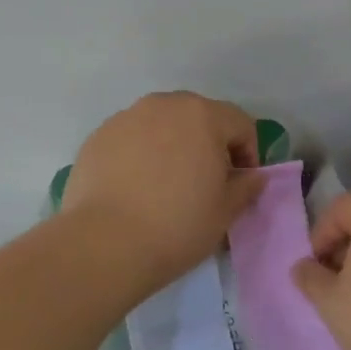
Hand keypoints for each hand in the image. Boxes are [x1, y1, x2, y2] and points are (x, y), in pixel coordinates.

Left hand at [64, 92, 263, 291]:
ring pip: (161, 124)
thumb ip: (246, 186)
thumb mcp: (226, 211)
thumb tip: (253, 176)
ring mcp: (126, 118)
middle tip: (205, 181)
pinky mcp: (97, 137)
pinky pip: (131, 139)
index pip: (239, 123)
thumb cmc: (177, 225)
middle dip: (208, 143)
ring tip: (167, 184)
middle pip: (198, 116)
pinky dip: (140, 155)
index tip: (240, 184)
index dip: (248, 153)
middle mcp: (164, 105)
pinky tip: (135, 189)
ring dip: (172, 145)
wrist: (105, 244)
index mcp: (202, 115)